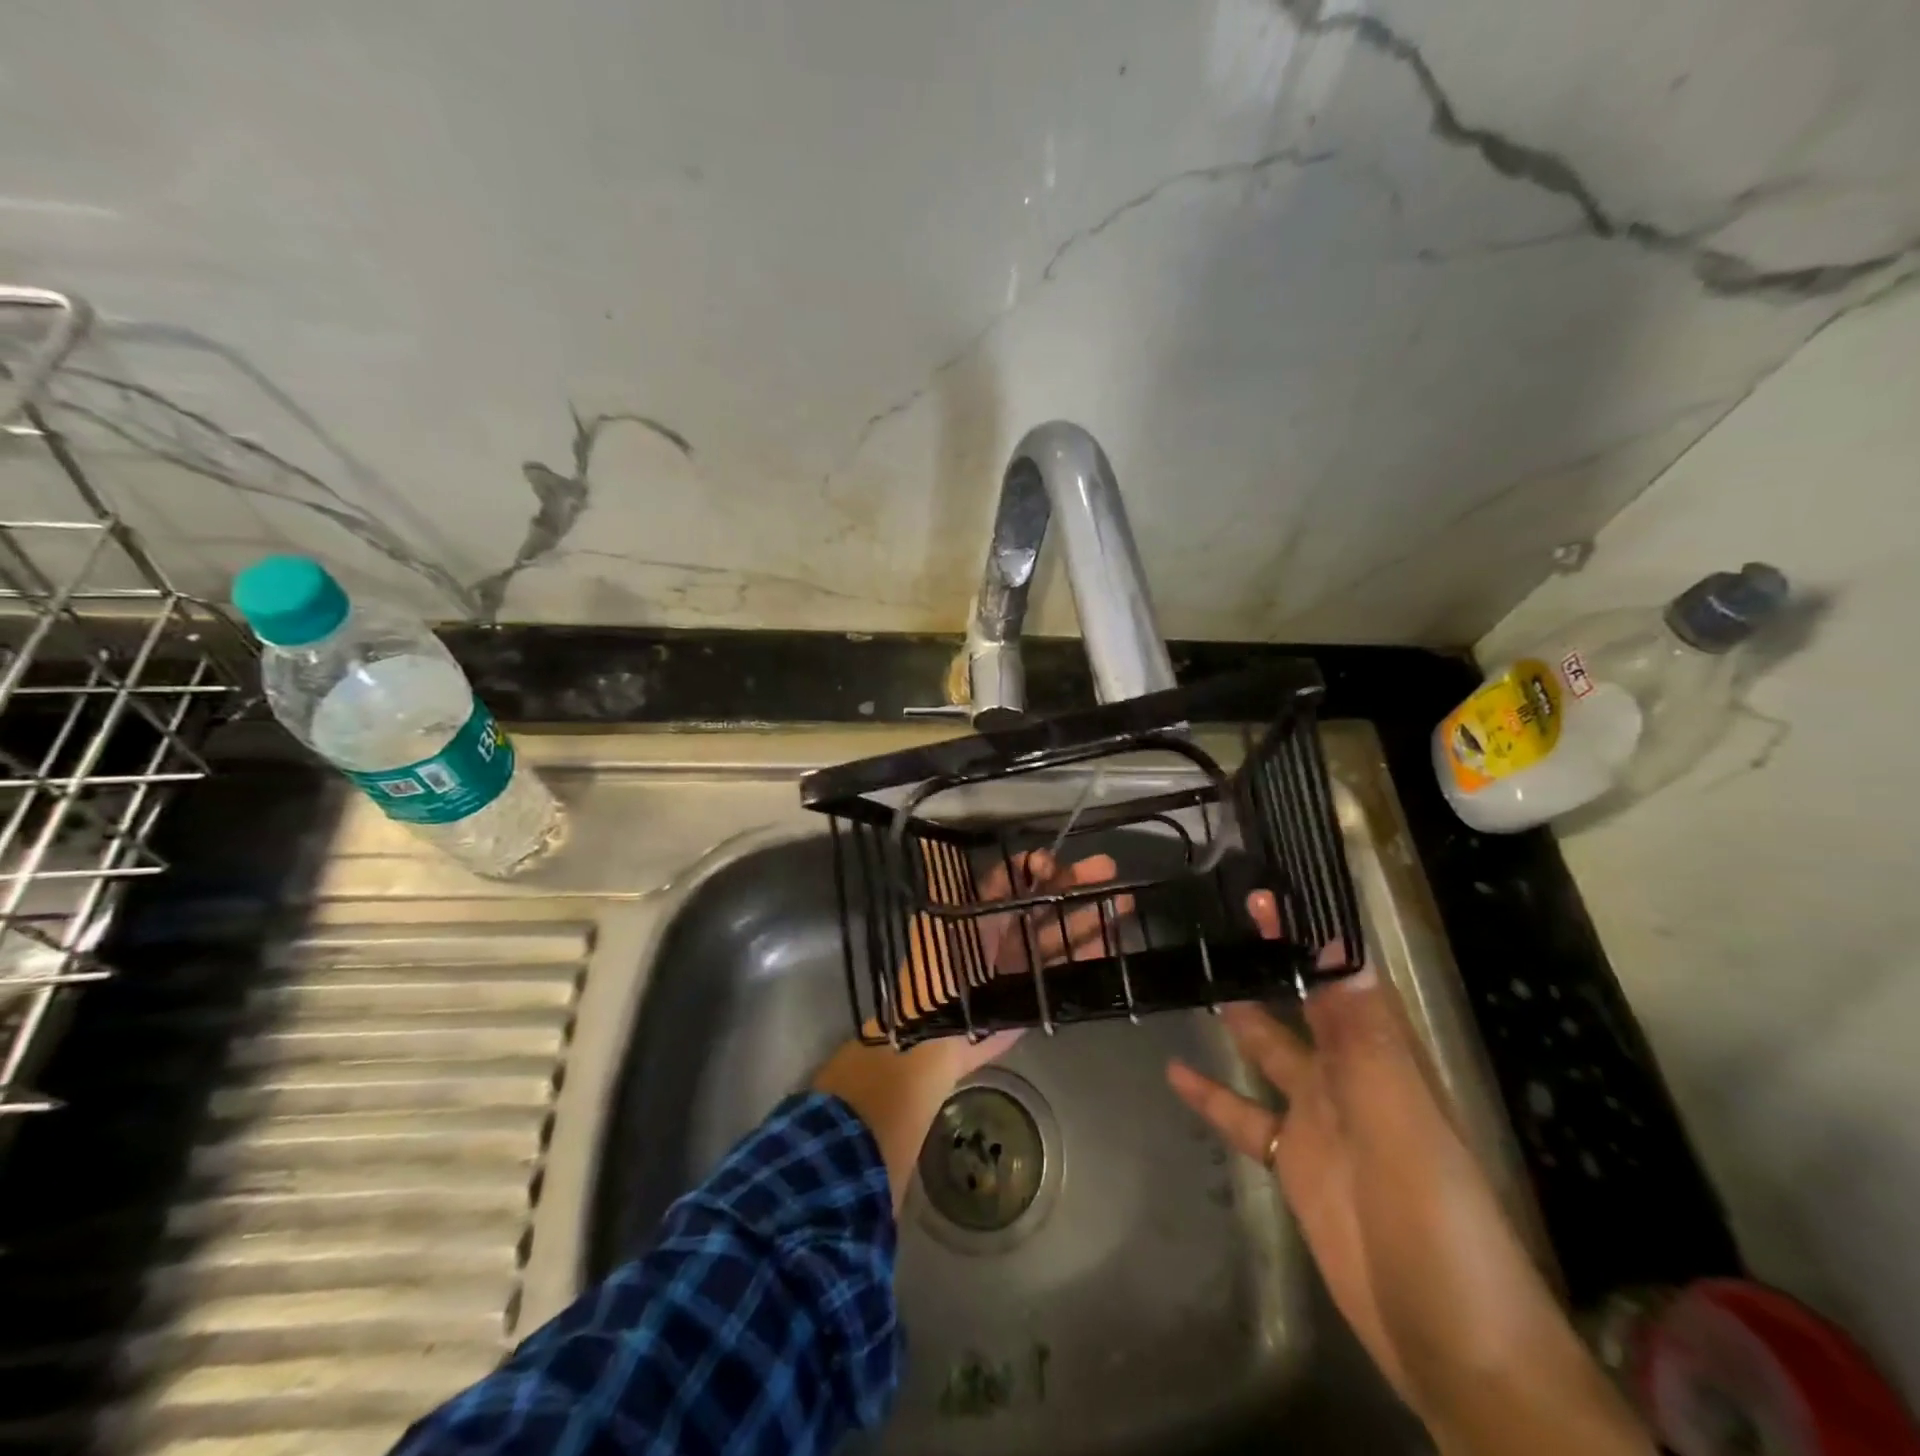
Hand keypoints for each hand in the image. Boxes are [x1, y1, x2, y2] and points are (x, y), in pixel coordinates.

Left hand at [817, 848, 1127, 1208]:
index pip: (1011, 880)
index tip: (1053, 862)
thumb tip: (931, 844)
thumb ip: (943, 887)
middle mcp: (1005, 931)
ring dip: (1091, 914)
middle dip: (1075, 883)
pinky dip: (1090, 952)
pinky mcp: (1037, 988)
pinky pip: (1067, 965)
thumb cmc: (936, 974)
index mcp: (980, 912)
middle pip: (1045, 900)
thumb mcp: (936, 925)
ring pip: (1062, 930)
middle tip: (1108, 868)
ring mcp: (1023, 960)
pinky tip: (1113, 939)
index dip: (1033, 867)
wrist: (937, 1038)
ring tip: (1123, 898)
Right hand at [1166, 892, 1650, 1455]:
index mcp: (1382, 1057)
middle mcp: (1350, 1076)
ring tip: (1188, 975)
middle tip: (1213, 920)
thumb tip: (1342, 946)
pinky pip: (1243, 1116)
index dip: (1306, 932)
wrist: (1452, 1344)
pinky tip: (1175, 1073)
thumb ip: (1366, 1037)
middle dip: (1267, 961)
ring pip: (1269, 1050)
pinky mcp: (1291, 1162)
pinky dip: (1212, 1094)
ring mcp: (1317, 1120)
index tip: (1262, 894)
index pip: (1341, 974)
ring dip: (1236, 1016)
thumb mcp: (1402, 1122)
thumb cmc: (1437, 1221)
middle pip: (1302, 1002)